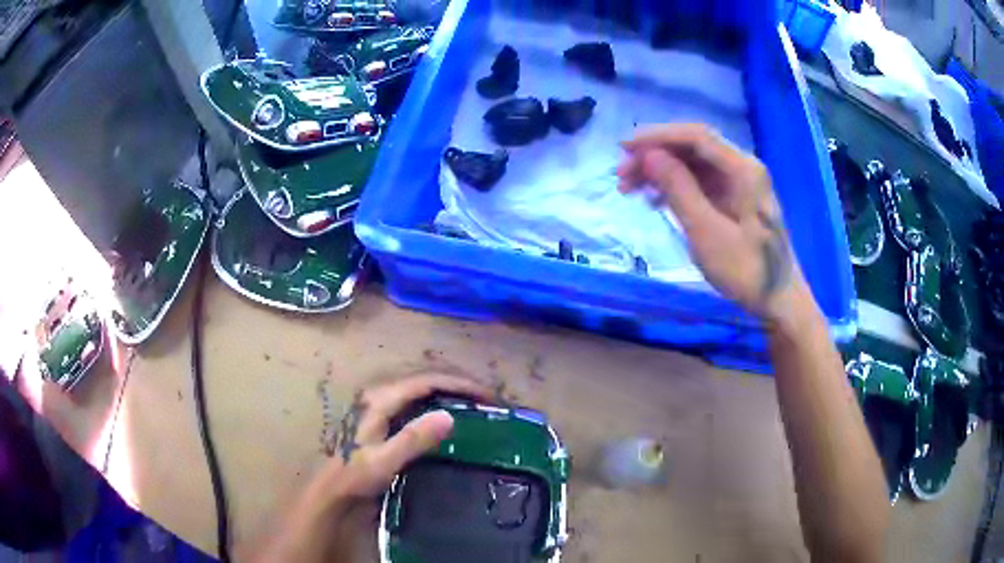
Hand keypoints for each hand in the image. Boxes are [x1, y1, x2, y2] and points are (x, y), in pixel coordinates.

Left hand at [254, 374, 493, 562]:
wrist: (333, 490)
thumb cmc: (356, 476)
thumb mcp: (385, 461)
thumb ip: (414, 439)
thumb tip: (449, 416)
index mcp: (381, 400)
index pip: (427, 381)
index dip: (460, 385)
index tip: (488, 396)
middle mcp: (381, 394)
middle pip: (426, 380)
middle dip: (459, 385)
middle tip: (488, 399)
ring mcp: (381, 404)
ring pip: (422, 389)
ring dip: (450, 392)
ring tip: (476, 404)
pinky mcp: (383, 417)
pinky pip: (418, 401)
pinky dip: (439, 403)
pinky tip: (451, 416)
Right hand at [617, 124, 802, 322]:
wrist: (779, 300)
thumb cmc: (746, 270)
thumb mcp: (707, 232)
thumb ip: (679, 189)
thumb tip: (649, 155)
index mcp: (743, 169)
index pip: (696, 136)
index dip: (657, 137)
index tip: (624, 149)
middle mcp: (742, 167)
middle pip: (693, 147)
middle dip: (655, 156)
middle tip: (621, 176)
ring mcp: (739, 183)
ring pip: (692, 164)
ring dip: (660, 171)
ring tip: (629, 189)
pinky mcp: (733, 199)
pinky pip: (699, 182)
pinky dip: (674, 187)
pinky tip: (654, 201)